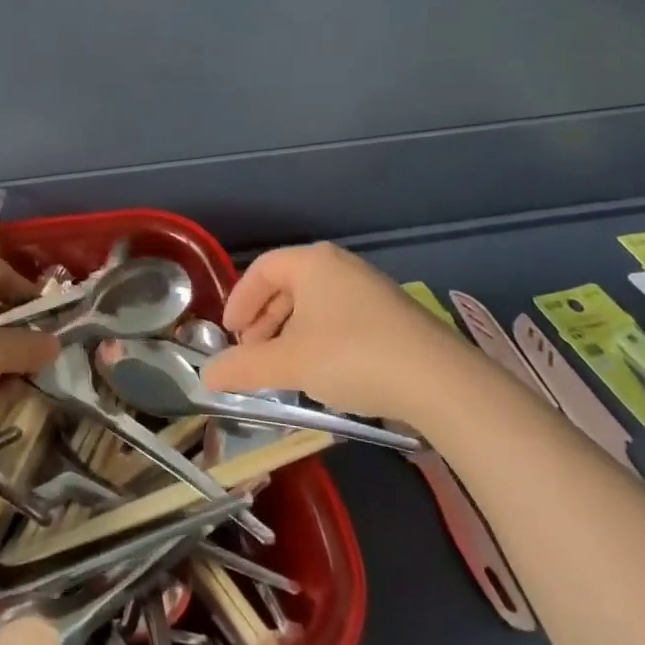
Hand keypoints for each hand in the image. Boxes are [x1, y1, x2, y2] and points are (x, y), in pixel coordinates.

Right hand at [200, 243, 449, 418]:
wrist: (439, 381)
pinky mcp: (391, 316)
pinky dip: (318, 339)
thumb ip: (244, 367)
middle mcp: (340, 266)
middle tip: (251, 354)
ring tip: (283, 369)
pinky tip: (321, 373)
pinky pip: (339, 318)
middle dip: (263, 321)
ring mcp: (370, 289)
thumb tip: (205, 376)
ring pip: (314, 305)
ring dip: (289, 333)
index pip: (262, 269)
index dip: (239, 300)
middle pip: (287, 286)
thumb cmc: (352, 356)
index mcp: (313, 263)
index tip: (228, 334)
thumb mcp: (290, 364)